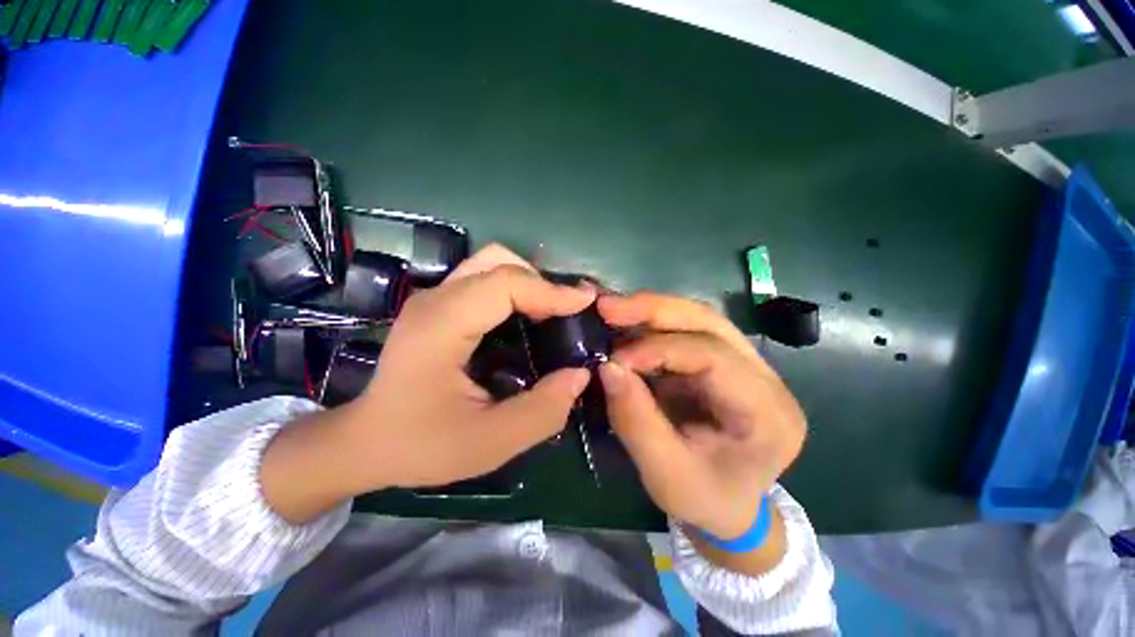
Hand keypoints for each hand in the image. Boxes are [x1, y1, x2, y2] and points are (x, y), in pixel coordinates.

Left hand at [341, 245, 594, 489]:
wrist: (365, 442)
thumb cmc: (420, 445)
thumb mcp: (489, 443)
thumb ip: (542, 411)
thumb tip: (579, 375)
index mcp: (442, 326)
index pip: (505, 284)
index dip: (550, 290)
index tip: (586, 303)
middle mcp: (436, 300)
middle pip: (498, 261)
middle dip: (541, 281)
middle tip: (568, 312)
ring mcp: (434, 298)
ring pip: (491, 263)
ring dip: (528, 281)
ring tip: (552, 312)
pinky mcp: (438, 306)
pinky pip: (484, 279)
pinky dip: (514, 288)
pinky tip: (527, 316)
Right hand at [596, 292, 805, 539]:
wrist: (729, 505)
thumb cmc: (705, 500)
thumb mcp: (666, 475)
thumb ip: (636, 422)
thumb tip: (607, 367)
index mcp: (768, 413)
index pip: (715, 358)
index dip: (660, 349)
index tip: (614, 359)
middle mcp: (766, 378)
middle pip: (710, 323)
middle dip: (654, 309)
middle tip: (607, 306)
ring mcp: (746, 364)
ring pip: (698, 318)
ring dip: (651, 311)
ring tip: (611, 310)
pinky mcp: (722, 361)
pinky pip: (686, 331)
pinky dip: (651, 325)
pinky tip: (625, 325)